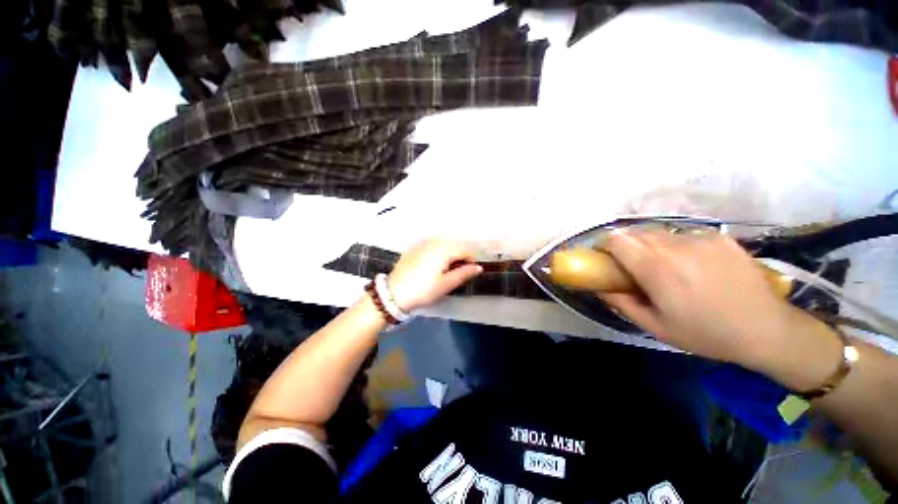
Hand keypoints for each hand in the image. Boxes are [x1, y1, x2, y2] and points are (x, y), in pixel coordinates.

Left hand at [388, 239, 482, 311]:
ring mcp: (422, 243)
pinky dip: (439, 253)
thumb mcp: (446, 285)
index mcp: (443, 250)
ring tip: (447, 270)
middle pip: (454, 245)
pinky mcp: (414, 248)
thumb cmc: (423, 290)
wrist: (394, 293)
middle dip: (460, 256)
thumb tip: (478, 267)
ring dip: (450, 254)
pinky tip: (434, 265)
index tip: (470, 272)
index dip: (471, 260)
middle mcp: (434, 242)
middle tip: (459, 272)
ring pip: (444, 244)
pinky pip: (433, 246)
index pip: (465, 249)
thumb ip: (463, 273)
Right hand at [599, 230, 802, 367]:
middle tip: (632, 267)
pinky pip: (683, 236)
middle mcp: (676, 247)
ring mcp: (700, 239)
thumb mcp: (654, 326)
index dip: (604, 245)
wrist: (767, 329)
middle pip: (635, 233)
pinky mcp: (719, 237)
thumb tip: (599, 286)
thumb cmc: (705, 333)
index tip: (605, 258)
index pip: (617, 240)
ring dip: (650, 246)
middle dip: (626, 246)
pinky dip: (676, 247)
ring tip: (665, 267)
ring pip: (658, 233)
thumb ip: (620, 302)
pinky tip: (693, 266)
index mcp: (657, 269)